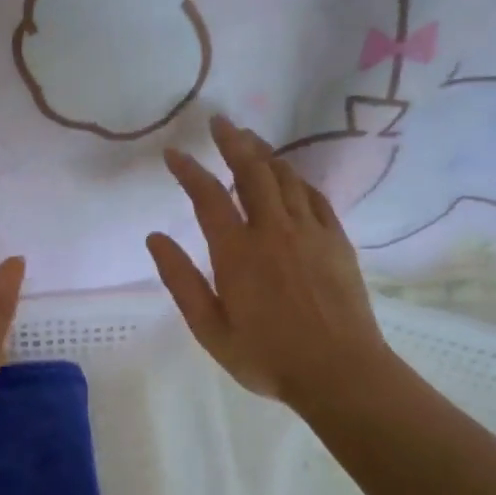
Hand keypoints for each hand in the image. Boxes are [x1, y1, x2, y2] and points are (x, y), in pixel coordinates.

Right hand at [147, 116, 388, 414]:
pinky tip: (290, 176)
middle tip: (221, 122)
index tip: (174, 152)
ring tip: (251, 139)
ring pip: (285, 178)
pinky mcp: (336, 241)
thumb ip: (181, 280)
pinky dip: (297, 179)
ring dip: (265, 154)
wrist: (340, 372)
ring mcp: (309, 232)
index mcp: (237, 252)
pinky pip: (314, 196)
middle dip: (233, 142)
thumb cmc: (267, 356)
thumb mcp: (210, 328)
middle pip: (252, 172)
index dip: (189, 170)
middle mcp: (273, 231)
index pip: (208, 197)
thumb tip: (155, 238)